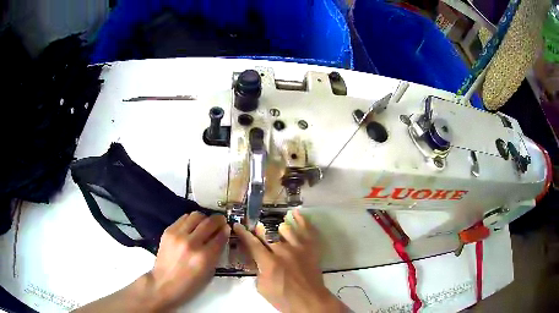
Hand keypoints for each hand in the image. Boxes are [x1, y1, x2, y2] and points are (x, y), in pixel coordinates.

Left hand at [147, 212, 229, 310]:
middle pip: (209, 222)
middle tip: (221, 221)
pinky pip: (183, 218)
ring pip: (196, 216)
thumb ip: (216, 254)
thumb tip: (221, 237)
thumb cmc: (190, 284)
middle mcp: (191, 243)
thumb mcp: (209, 273)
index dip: (226, 230)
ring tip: (205, 224)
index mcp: (204, 257)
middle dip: (218, 220)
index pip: (220, 236)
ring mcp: (178, 235)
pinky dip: (191, 221)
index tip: (227, 228)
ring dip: (204, 218)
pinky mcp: (168, 231)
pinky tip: (192, 227)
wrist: (164, 284)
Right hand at [234, 210, 347, 312]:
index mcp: (269, 263)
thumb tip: (257, 259)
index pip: (252, 244)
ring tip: (275, 228)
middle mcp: (283, 251)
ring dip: (277, 228)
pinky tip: (295, 213)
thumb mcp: (262, 288)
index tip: (237, 225)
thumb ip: (258, 271)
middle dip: (259, 230)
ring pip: (286, 229)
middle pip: (268, 234)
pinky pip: (307, 230)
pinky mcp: (311, 248)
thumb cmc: (284, 298)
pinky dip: (301, 220)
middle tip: (255, 228)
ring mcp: (299, 248)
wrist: (309, 301)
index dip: (243, 233)